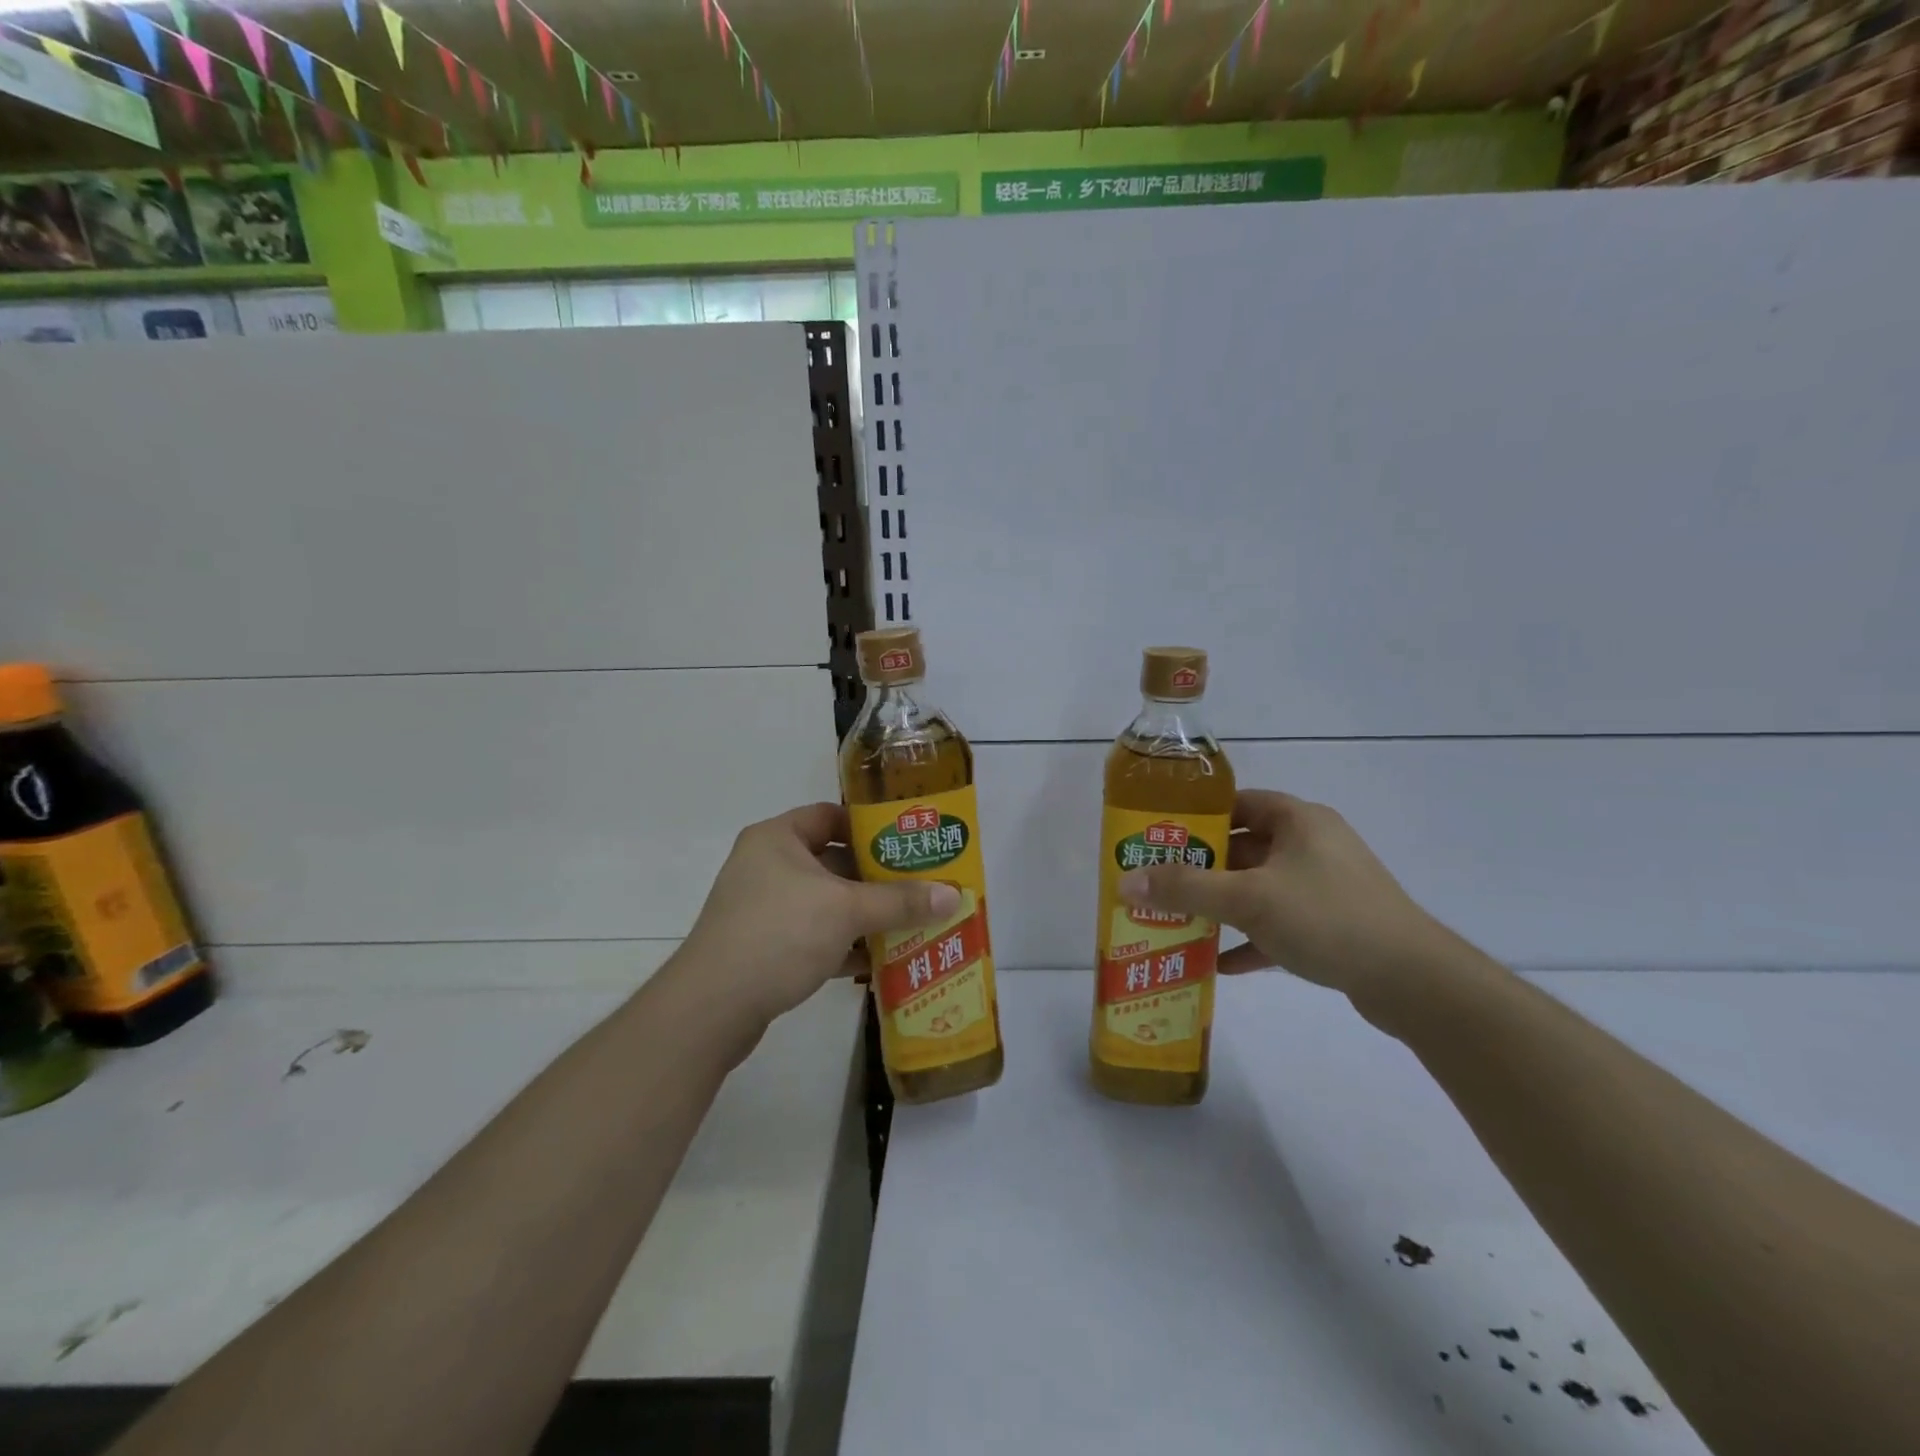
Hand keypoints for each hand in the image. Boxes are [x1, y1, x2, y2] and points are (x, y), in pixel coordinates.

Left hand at [676, 803, 959, 1031]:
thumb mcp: (846, 911)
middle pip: (832, 861)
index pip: (830, 816)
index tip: (908, 841)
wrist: (712, 1008)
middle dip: (876, 877)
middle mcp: (767, 866)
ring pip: (825, 903)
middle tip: (920, 885)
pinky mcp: (764, 947)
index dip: (870, 826)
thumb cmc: (779, 934)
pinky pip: (813, 936)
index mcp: (778, 838)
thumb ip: (899, 901)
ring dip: (864, 915)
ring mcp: (763, 908)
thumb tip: (954, 895)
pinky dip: (843, 945)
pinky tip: (879, 960)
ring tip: (911, 922)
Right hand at [1116, 790, 1444, 1006]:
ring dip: (1221, 906)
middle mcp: (1312, 845)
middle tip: (1158, 883)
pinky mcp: (1333, 925)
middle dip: (1201, 868)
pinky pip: (1278, 923)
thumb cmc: (1326, 918)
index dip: (1197, 817)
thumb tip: (1124, 882)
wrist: (1413, 982)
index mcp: (1298, 820)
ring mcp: (1325, 886)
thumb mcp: (1248, 899)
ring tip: (1177, 920)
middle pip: (1243, 847)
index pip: (1237, 802)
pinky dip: (1249, 938)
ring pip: (1259, 888)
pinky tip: (1218, 963)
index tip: (1160, 837)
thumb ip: (1185, 889)